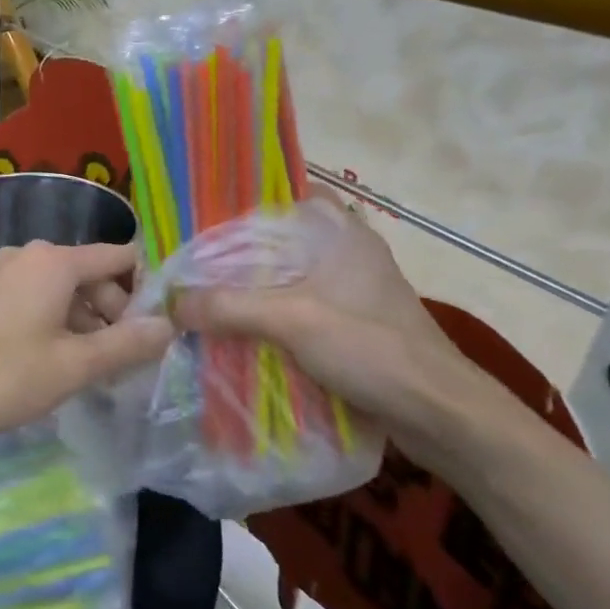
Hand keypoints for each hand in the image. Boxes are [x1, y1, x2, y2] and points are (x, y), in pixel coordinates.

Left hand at [0, 241, 172, 443]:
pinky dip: (54, 322)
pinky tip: (54, 361)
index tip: (158, 326)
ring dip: (84, 322)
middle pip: (89, 274)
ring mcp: (0, 272)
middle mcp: (27, 255)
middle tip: (124, 360)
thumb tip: (169, 325)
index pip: (118, 257)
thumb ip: (127, 344)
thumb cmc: (4, 375)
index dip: (145, 288)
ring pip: (61, 289)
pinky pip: (34, 298)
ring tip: (93, 368)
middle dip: (113, 312)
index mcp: (54, 261)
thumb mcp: (74, 365)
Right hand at [171, 189, 507, 476]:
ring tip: (202, 294)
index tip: (205, 214)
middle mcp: (347, 253)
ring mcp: (351, 291)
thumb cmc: (371, 347)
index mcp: (342, 233)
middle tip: (190, 259)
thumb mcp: (292, 320)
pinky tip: (236, 330)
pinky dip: (268, 316)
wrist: (439, 415)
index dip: (249, 200)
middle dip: (238, 250)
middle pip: (281, 239)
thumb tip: (170, 304)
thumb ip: (228, 307)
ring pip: (287, 277)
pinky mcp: (351, 326)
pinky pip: (297, 309)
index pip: (290, 194)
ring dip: (251, 288)